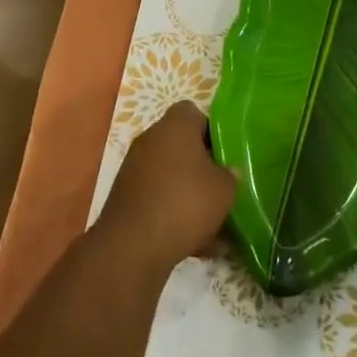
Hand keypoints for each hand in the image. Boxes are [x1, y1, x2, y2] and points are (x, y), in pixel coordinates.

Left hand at [95, 101, 238, 278]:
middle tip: (219, 187)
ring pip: (170, 173)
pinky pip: (157, 196)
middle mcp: (151, 138)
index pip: (194, 112)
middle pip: (181, 144)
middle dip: (201, 165)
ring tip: (211, 223)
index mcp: (175, 126)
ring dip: (187, 192)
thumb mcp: (224, 190)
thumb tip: (228, 171)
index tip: (224, 154)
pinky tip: (192, 242)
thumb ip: (230, 176)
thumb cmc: (185, 203)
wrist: (133, 245)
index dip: (211, 130)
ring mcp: (135, 166)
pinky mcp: (126, 194)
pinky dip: (172, 211)